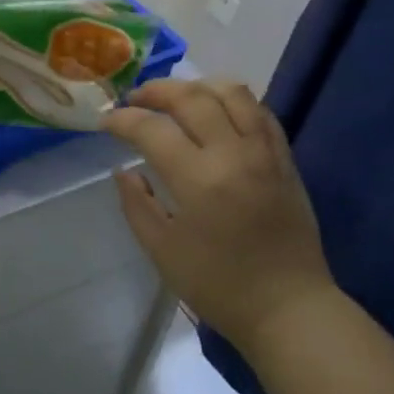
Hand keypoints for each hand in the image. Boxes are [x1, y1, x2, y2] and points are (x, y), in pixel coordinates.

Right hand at [104, 81, 336, 355]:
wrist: (288, 307)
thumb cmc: (219, 286)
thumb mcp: (163, 251)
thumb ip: (136, 204)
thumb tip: (124, 170)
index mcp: (199, 179)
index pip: (152, 128)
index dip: (122, 120)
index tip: (105, 123)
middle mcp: (234, 153)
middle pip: (192, 97)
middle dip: (156, 91)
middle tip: (134, 100)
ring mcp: (265, 152)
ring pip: (233, 92)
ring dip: (197, 86)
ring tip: (176, 98)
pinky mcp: (285, 159)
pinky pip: (260, 111)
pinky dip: (233, 101)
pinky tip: (216, 113)